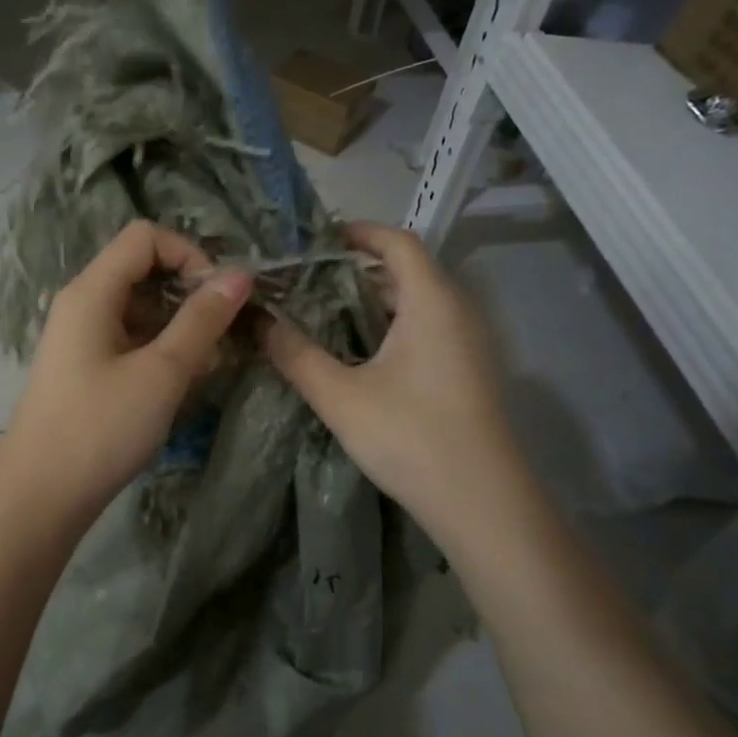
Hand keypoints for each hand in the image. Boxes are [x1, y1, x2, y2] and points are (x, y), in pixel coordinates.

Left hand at [0, 220, 252, 528]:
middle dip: (189, 293)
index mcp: (92, 291)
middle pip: (143, 270)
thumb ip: (202, 320)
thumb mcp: (162, 372)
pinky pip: (131, 340)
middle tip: (223, 334)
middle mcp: (83, 304)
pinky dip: (161, 351)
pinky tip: (183, 384)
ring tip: (207, 366)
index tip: (220, 297)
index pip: (145, 238)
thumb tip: (240, 275)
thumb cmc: (100, 428)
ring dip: (180, 327)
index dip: (189, 254)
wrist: (40, 496)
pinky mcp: (87, 368)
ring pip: (141, 309)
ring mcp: (82, 337)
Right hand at [261, 222, 522, 535]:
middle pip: (408, 269)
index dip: (358, 233)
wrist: (481, 503)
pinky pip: (427, 326)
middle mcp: (457, 311)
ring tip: (323, 311)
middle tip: (307, 279)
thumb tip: (257, 321)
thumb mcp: (340, 396)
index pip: (398, 242)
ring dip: (374, 299)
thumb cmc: (411, 437)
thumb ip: (294, 354)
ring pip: (418, 301)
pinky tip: (358, 351)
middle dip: (357, 268)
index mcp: (432, 302)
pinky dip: (391, 324)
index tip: (315, 242)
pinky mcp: (468, 369)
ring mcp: (468, 342)